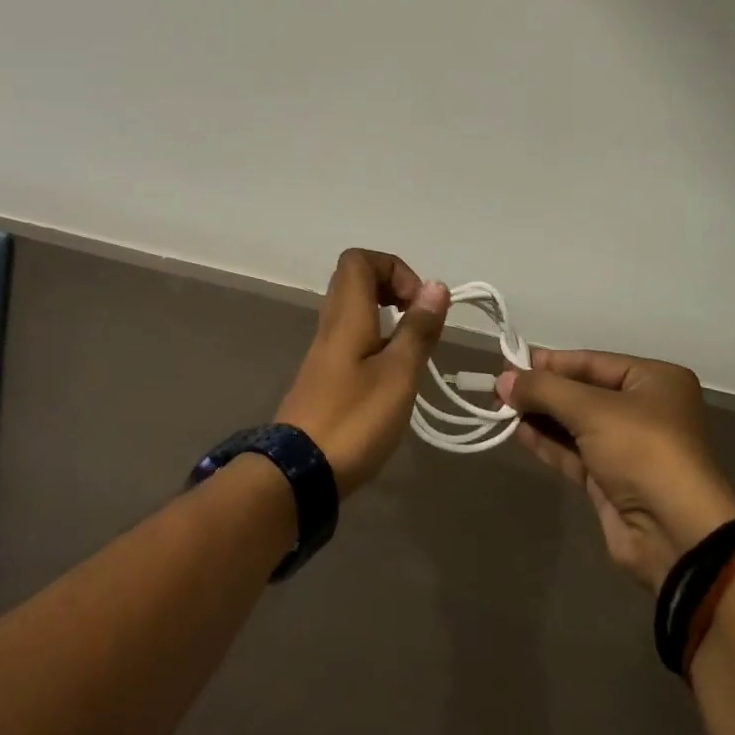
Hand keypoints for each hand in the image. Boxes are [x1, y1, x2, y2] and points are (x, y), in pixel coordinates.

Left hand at [276, 249, 450, 496]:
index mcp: (347, 314)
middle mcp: (332, 323)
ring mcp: (325, 351)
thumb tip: (436, 286)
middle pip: (355, 280)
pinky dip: (376, 340)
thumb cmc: (354, 418)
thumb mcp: (398, 374)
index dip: (393, 268)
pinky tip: (393, 374)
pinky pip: (352, 337)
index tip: (417, 302)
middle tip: (418, 318)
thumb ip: (418, 329)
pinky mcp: (325, 377)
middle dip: (393, 288)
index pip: (358, 260)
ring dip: (386, 316)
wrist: (298, 474)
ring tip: (412, 348)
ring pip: (354, 310)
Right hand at [497, 351, 734, 589]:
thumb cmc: (642, 450)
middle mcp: (645, 409)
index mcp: (655, 380)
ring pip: (576, 423)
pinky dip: (548, 442)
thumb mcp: (592, 409)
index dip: (552, 362)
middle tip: (501, 387)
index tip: (511, 362)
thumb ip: (544, 391)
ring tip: (501, 407)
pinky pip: (575, 452)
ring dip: (541, 416)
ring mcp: (629, 448)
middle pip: (583, 391)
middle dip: (543, 391)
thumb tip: (503, 379)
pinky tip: (518, 432)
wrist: (677, 535)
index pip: (593, 361)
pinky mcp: (613, 481)